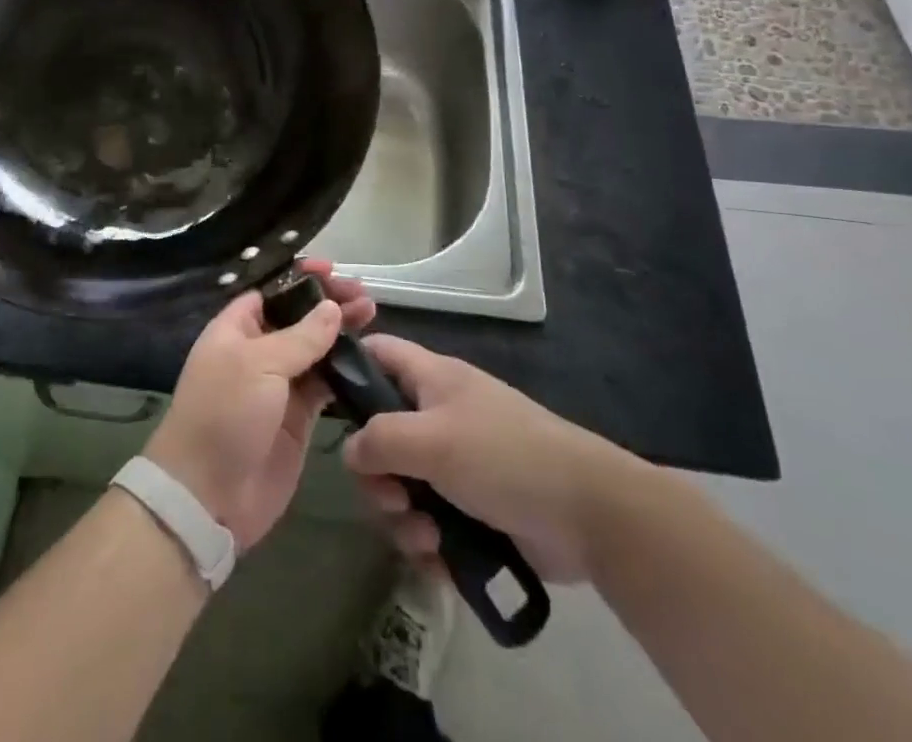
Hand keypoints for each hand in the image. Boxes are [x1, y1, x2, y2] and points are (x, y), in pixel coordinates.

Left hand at [144, 259, 375, 550]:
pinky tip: (368, 356)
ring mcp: (279, 385)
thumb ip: (301, 336)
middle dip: (328, 303)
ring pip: (316, 348)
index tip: (332, 270)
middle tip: (362, 295)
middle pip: (298, 317)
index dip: (301, 279)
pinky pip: (325, 384)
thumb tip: (332, 308)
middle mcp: (258, 351)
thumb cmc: (224, 414)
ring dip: (341, 332)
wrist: (208, 495)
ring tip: (372, 315)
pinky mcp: (299, 418)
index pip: (272, 292)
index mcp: (236, 329)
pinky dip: (345, 369)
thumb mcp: (258, 365)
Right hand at [342, 334, 655, 582]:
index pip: (378, 352)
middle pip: (380, 434)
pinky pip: (427, 521)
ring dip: (402, 517)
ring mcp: (456, 463)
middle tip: (392, 497)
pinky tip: (441, 559)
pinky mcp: (471, 508)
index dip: (349, 367)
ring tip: (425, 537)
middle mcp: (438, 415)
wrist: (587, 514)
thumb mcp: (432, 439)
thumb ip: (379, 439)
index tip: (325, 403)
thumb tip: (350, 450)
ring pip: (401, 485)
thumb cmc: (503, 456)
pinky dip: (427, 542)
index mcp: (431, 379)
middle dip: (377, 474)